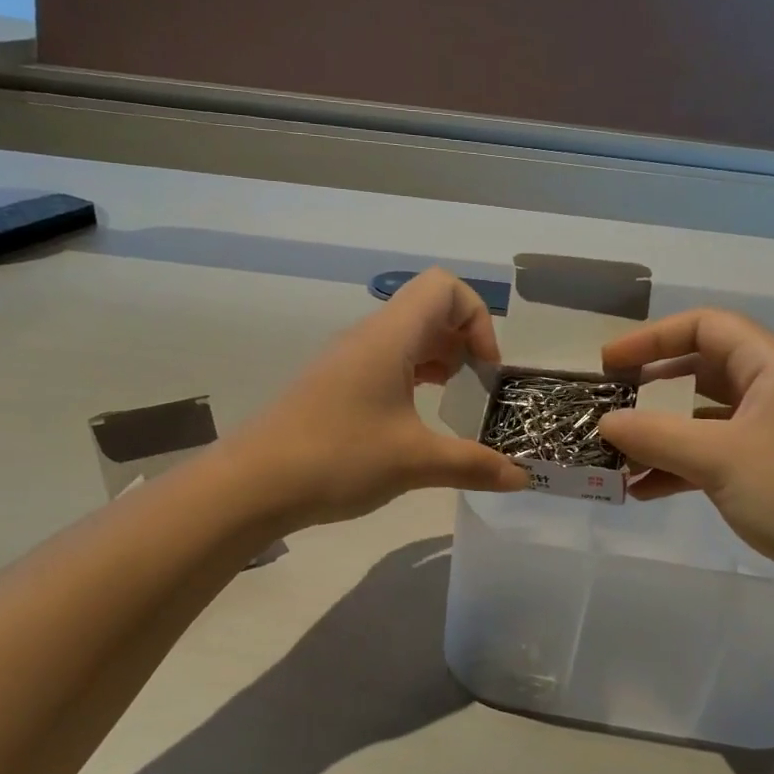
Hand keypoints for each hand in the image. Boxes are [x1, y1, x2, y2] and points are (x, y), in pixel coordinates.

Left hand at [226, 269, 528, 529]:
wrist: (252, 485)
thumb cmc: (338, 459)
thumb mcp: (415, 462)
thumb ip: (473, 465)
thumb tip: (521, 478)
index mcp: (389, 337)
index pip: (444, 288)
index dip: (476, 319)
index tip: (484, 370)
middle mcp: (367, 338)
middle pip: (427, 309)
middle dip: (463, 341)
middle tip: (475, 388)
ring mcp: (345, 361)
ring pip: (404, 337)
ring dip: (436, 360)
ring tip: (451, 400)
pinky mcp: (332, 386)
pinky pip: (383, 363)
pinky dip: (410, 378)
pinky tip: (414, 420)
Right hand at [595, 310, 773, 598]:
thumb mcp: (718, 458)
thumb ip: (656, 435)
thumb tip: (604, 423)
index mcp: (772, 364)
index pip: (704, 327)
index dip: (651, 338)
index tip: (609, 362)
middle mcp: (772, 386)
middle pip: (699, 369)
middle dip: (650, 388)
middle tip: (608, 404)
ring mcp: (770, 428)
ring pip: (701, 415)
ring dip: (659, 433)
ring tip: (616, 455)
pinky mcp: (766, 465)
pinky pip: (711, 451)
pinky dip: (677, 465)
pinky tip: (642, 489)